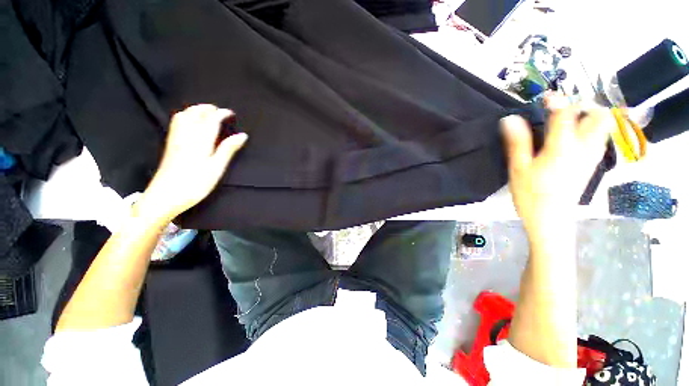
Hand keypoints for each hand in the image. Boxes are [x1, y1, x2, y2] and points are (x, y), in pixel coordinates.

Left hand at [136, 104, 247, 222]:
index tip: (231, 113)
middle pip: (194, 113)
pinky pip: (176, 123)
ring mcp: (175, 139)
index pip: (211, 119)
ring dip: (195, 110)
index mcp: (200, 140)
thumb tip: (242, 136)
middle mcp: (186, 135)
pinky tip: (190, 122)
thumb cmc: (195, 184)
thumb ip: (228, 149)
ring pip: (183, 116)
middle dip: (207, 108)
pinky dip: (185, 116)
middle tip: (219, 110)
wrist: (165, 196)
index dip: (222, 113)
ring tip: (206, 112)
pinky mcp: (170, 145)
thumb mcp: (216, 168)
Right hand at [501, 97, 612, 237]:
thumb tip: (510, 119)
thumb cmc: (531, 194)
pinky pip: (598, 139)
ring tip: (565, 123)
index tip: (545, 97)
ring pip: (602, 127)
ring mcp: (591, 157)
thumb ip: (517, 142)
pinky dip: (588, 131)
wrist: (550, 220)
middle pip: (599, 117)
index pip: (567, 114)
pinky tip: (570, 139)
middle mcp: (584, 148)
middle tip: (562, 111)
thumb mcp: (518, 168)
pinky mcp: (591, 165)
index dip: (557, 101)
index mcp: (563, 148)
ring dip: (587, 118)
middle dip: (584, 107)